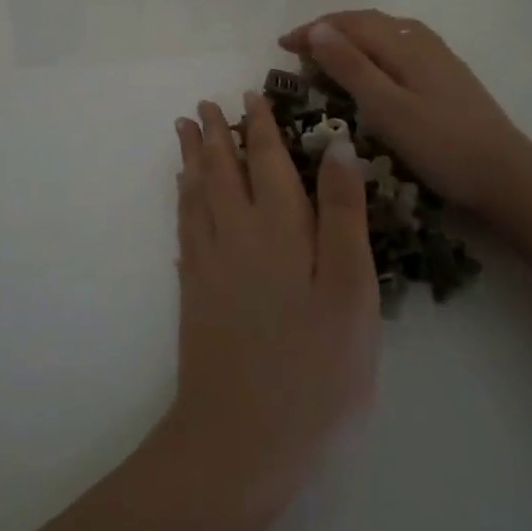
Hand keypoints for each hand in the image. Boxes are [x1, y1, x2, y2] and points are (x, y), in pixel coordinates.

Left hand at [161, 93, 379, 520]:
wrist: (241, 435)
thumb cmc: (314, 365)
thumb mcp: (349, 290)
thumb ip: (343, 215)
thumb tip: (337, 147)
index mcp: (279, 225)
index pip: (266, 160)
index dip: (260, 126)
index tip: (250, 95)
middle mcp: (236, 231)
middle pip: (222, 168)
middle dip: (216, 133)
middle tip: (204, 105)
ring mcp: (209, 260)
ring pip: (197, 191)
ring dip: (192, 157)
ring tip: (184, 130)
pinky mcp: (194, 289)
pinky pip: (184, 225)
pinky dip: (182, 198)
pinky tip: (182, 193)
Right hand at [279, 10, 531, 248]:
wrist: (508, 177)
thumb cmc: (441, 145)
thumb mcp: (386, 108)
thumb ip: (350, 66)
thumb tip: (317, 28)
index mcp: (404, 44)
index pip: (347, 24)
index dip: (312, 31)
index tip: (280, 46)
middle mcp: (421, 40)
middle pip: (366, 22)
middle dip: (328, 32)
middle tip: (298, 53)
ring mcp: (438, 57)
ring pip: (384, 33)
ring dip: (351, 39)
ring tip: (327, 58)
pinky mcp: (447, 76)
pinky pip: (398, 47)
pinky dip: (372, 51)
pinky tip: (371, 70)